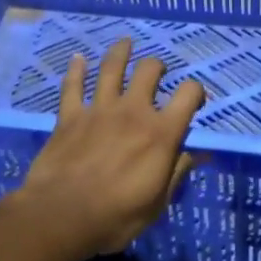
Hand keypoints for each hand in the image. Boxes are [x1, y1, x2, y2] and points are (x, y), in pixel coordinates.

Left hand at [16, 39, 205, 258]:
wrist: (61, 215)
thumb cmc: (116, 216)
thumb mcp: (157, 202)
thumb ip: (177, 172)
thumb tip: (199, 153)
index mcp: (161, 133)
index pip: (188, 94)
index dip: (196, 92)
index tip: (194, 100)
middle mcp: (133, 111)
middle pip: (149, 71)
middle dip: (157, 67)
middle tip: (157, 73)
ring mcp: (99, 109)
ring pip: (111, 68)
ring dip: (120, 52)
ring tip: (126, 43)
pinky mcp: (70, 116)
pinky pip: (73, 86)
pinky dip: (76, 70)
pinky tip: (78, 58)